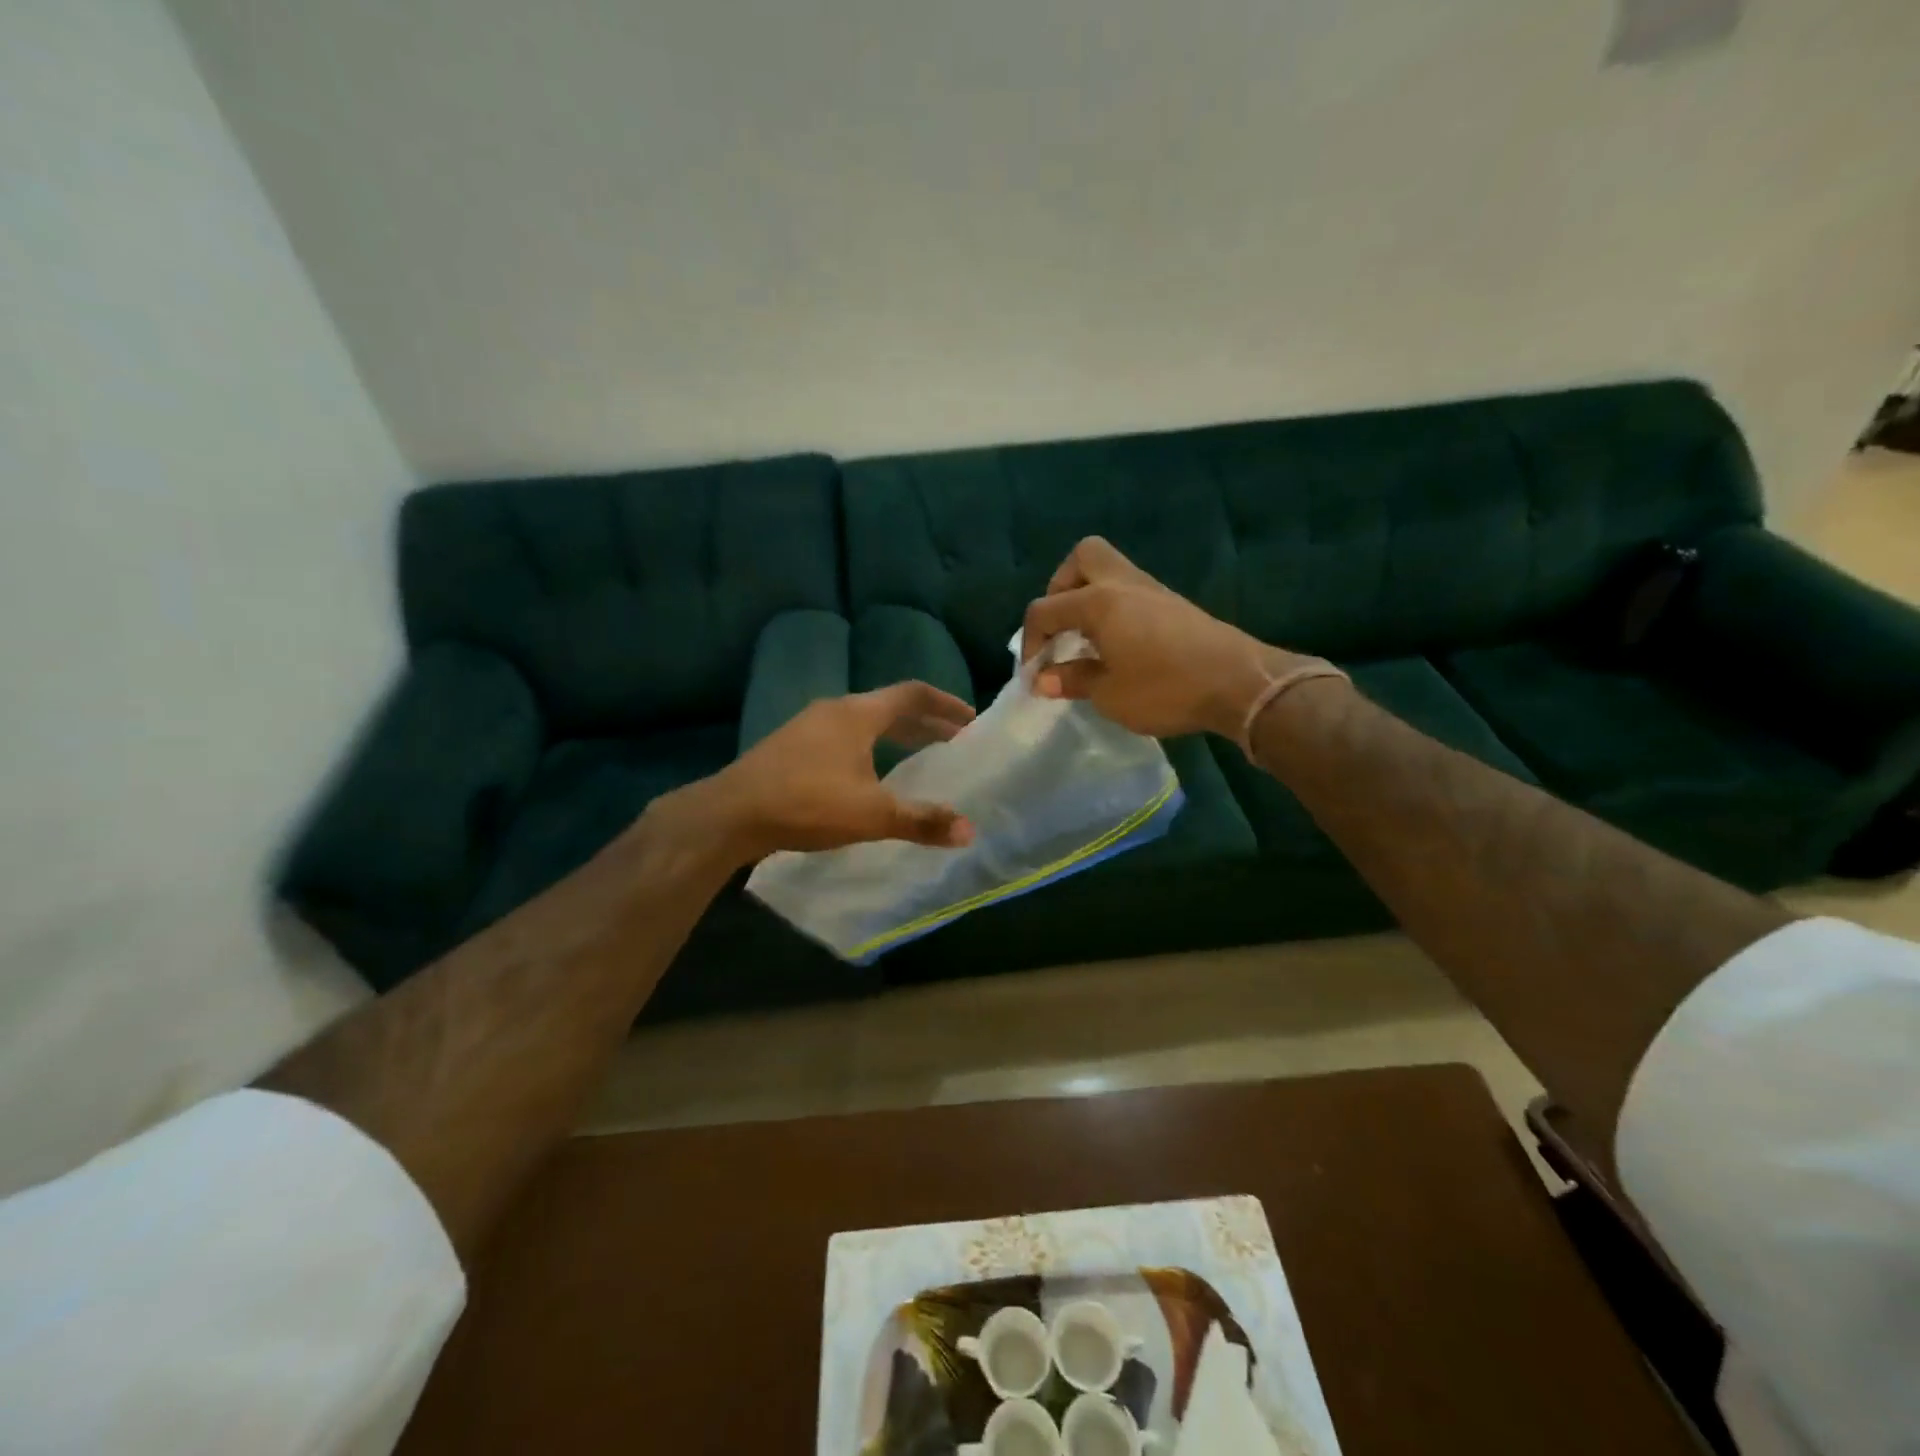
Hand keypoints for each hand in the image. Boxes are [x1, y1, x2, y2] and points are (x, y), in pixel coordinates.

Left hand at [690, 682, 976, 862]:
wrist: (730, 813)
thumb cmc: (807, 803)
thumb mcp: (871, 814)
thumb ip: (922, 821)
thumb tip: (969, 831)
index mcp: (859, 714)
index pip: (913, 694)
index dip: (946, 705)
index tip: (971, 720)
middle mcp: (835, 710)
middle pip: (890, 707)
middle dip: (925, 724)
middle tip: (954, 742)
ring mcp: (809, 726)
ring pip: (865, 722)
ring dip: (896, 735)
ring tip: (919, 756)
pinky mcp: (791, 746)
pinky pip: (845, 736)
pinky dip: (871, 747)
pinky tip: (870, 774)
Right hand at [1021, 537, 1308, 739]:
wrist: (1239, 684)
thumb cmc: (1166, 689)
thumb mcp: (1110, 694)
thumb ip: (1073, 679)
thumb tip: (1044, 678)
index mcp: (1099, 602)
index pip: (1045, 609)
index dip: (1030, 641)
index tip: (1034, 675)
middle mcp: (1122, 585)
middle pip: (1082, 558)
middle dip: (1061, 588)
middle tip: (1062, 628)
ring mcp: (1151, 590)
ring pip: (1109, 571)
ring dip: (1088, 598)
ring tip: (1087, 642)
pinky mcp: (1172, 605)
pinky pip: (1129, 591)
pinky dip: (1112, 609)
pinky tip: (1116, 646)